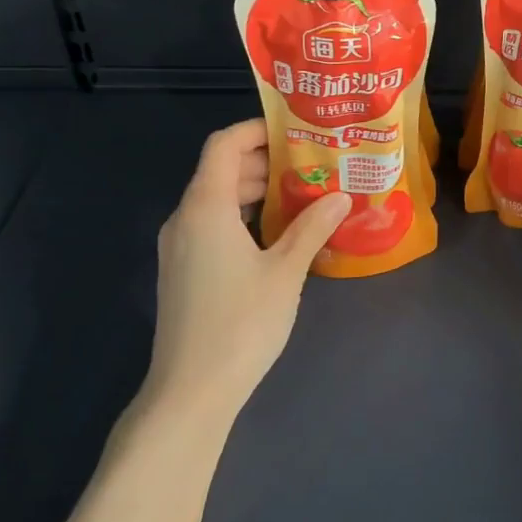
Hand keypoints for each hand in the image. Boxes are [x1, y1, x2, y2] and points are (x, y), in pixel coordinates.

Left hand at [146, 120, 348, 419]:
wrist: (191, 391)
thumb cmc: (241, 323)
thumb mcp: (286, 271)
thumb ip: (312, 228)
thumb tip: (341, 196)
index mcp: (206, 207)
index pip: (224, 145)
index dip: (258, 130)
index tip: (298, 132)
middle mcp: (185, 219)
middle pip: (222, 170)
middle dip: (267, 162)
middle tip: (314, 165)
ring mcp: (180, 246)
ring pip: (218, 200)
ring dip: (258, 191)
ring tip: (305, 197)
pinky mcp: (184, 271)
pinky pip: (214, 225)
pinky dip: (245, 217)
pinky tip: (280, 235)